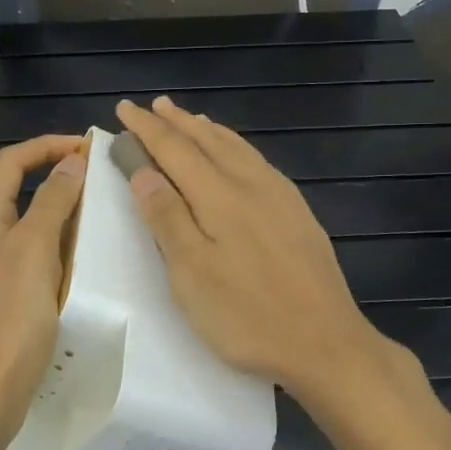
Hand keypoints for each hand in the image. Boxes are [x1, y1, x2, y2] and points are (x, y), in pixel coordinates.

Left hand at [0, 134, 86, 448]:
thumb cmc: (7, 320)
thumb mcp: (33, 251)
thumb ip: (52, 203)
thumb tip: (72, 161)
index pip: (11, 163)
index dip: (47, 146)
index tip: (88, 147)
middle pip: (20, 195)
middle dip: (59, 182)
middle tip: (104, 185)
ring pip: (29, 233)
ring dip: (62, 221)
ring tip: (102, 223)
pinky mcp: (1, 309)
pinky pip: (33, 268)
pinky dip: (58, 258)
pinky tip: (83, 272)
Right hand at [115, 97, 397, 408]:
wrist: (326, 343)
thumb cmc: (247, 315)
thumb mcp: (192, 273)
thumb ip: (167, 217)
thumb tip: (143, 170)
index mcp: (219, 196)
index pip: (175, 149)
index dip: (147, 129)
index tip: (125, 109)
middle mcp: (251, 184)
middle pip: (208, 141)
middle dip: (177, 122)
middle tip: (153, 106)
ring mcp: (280, 197)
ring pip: (237, 148)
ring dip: (208, 130)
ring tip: (191, 119)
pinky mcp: (298, 213)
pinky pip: (258, 161)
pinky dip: (236, 147)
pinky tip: (238, 155)